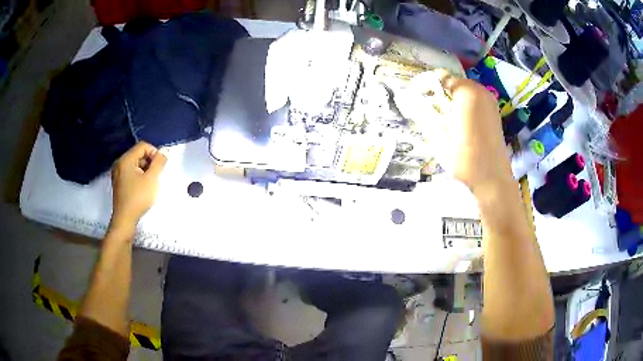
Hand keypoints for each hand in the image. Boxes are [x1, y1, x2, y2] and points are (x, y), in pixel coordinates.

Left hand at [110, 142, 166, 231]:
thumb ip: (159, 162)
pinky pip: (131, 172)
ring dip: (145, 170)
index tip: (159, 168)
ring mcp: (117, 173)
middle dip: (149, 162)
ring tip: (149, 184)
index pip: (143, 146)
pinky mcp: (118, 182)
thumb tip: (165, 151)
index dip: (154, 153)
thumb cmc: (138, 198)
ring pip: (135, 163)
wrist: (125, 220)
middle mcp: (119, 163)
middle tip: (155, 177)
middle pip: (139, 153)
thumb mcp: (152, 179)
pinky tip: (142, 187)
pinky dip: (139, 176)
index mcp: (125, 159)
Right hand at [397, 69, 512, 194]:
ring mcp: (490, 102)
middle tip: (429, 110)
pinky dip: (464, 107)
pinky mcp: (494, 114)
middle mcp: (480, 91)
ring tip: (443, 118)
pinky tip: (459, 124)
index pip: (440, 78)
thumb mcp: (439, 135)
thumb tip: (414, 103)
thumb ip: (426, 113)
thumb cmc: (464, 157)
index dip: (426, 86)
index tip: (417, 99)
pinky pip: (475, 102)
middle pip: (454, 83)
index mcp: (466, 91)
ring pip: (465, 92)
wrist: (492, 178)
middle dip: (440, 93)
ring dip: (452, 100)